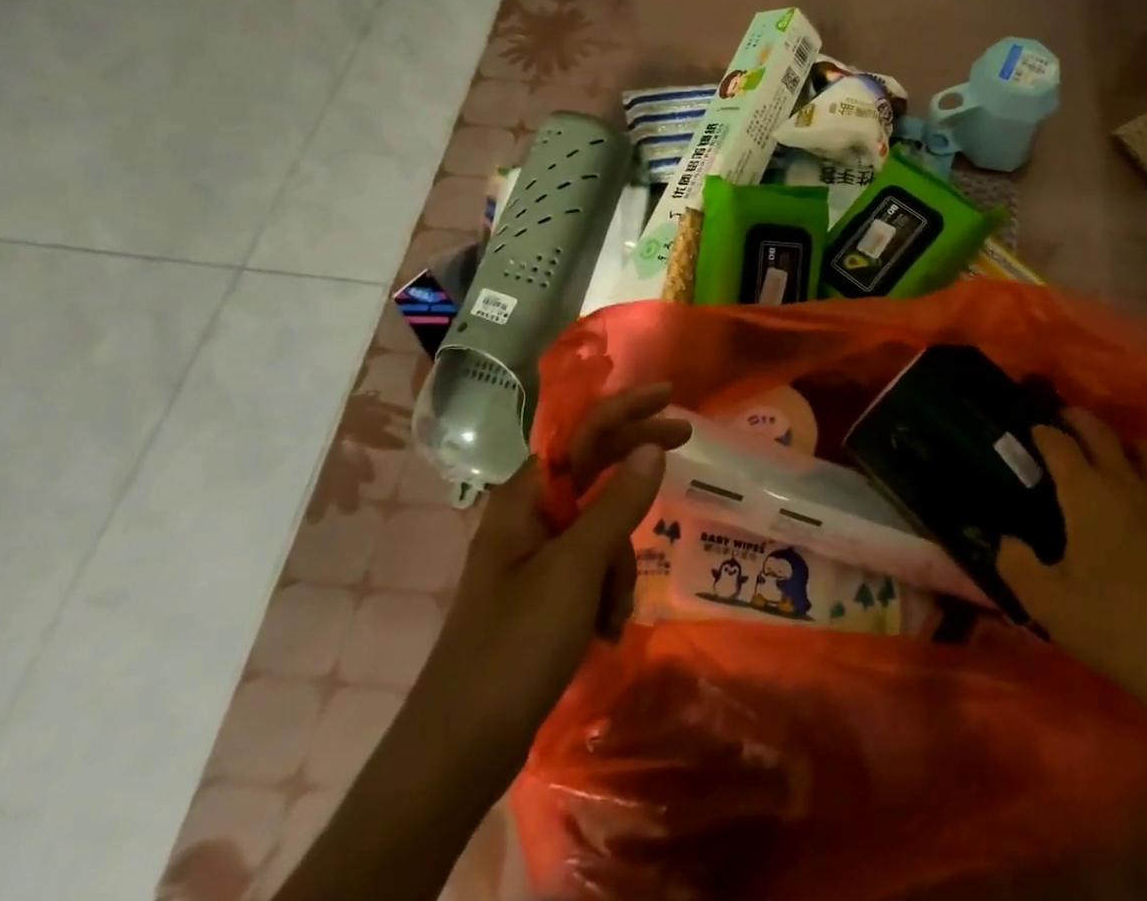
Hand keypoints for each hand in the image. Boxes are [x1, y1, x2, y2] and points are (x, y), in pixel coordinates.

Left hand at [406, 383, 690, 777]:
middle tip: (686, 441)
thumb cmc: (515, 646)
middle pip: (596, 470)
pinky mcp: (544, 593)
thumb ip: (618, 503)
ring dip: (619, 564)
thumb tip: (651, 448)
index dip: (628, 408)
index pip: (583, 432)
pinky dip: (606, 592)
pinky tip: (605, 631)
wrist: (459, 750)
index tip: (672, 396)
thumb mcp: (576, 568)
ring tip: (611, 615)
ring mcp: (536, 556)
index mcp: (526, 498)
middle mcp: (530, 517)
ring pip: (602, 528)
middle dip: (637, 470)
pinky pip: (593, 568)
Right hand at [997, 408, 1146, 728]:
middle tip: (1066, 419)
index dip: (1042, 433)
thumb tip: (1007, 542)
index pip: (1059, 445)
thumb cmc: (1116, 627)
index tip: (1032, 431)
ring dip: (1129, 445)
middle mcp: (1127, 482)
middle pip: (1102, 432)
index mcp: (1086, 493)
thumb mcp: (1047, 604)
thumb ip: (1016, 565)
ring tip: (1119, 456)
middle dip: (1079, 420)